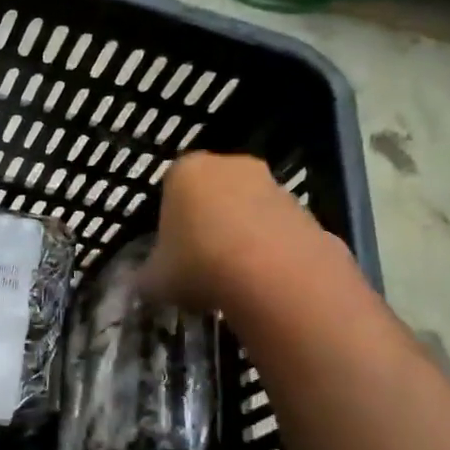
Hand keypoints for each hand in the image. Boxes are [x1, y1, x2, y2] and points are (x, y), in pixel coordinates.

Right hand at [136, 151, 337, 313]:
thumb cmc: (198, 265)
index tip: (170, 251)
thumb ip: (145, 276)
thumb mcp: (154, 280)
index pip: (170, 189)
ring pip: (248, 210)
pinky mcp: (308, 210)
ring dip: (241, 236)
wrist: (274, 276)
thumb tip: (141, 282)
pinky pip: (278, 231)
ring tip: (233, 279)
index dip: (169, 222)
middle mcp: (231, 166)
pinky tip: (263, 283)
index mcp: (185, 171)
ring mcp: (275, 185)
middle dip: (207, 222)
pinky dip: (270, 251)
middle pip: (213, 194)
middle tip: (199, 262)